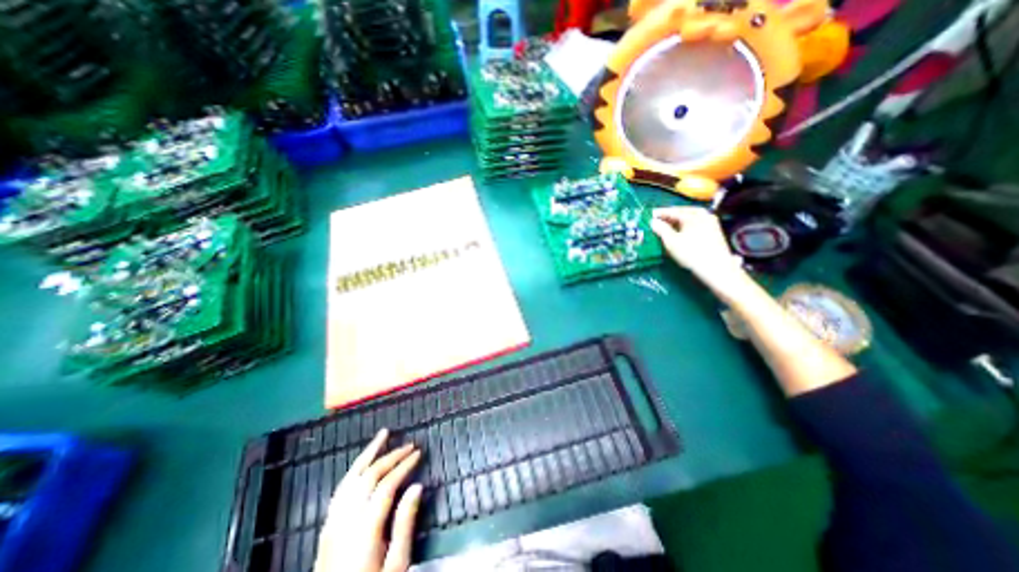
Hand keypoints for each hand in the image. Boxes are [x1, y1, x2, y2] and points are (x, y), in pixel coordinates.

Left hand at [314, 429, 419, 570]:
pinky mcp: (327, 526)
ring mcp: (333, 522)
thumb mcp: (396, 564)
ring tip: (382, 435)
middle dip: (391, 456)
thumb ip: (405, 523)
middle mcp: (346, 519)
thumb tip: (417, 485)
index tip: (418, 453)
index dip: (404, 465)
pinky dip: (354, 469)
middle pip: (369, 476)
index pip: (387, 485)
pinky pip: (341, 488)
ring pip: (351, 477)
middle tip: (409, 444)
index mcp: (365, 529)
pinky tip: (363, 462)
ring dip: (368, 453)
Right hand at [653, 206, 745, 292]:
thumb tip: (653, 222)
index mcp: (694, 214)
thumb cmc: (692, 253)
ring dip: (675, 224)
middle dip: (668, 218)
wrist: (717, 269)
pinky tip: (677, 234)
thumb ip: (661, 229)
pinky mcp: (713, 233)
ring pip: (688, 220)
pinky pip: (694, 225)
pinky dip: (684, 228)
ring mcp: (710, 223)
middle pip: (682, 213)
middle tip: (655, 222)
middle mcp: (704, 215)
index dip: (659, 213)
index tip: (648, 216)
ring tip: (664, 229)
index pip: (672, 210)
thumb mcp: (672, 242)